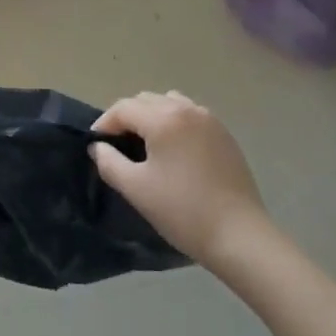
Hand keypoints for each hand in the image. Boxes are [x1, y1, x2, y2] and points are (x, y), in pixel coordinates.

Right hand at [91, 91, 271, 270]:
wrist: (239, 234)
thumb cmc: (182, 210)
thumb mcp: (136, 189)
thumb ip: (110, 163)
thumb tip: (98, 147)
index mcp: (163, 118)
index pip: (124, 108)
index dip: (105, 123)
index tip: (96, 145)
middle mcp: (186, 109)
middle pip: (146, 100)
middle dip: (127, 117)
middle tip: (118, 145)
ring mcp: (209, 119)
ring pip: (170, 103)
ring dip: (152, 116)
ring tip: (147, 145)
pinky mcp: (224, 134)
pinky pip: (190, 115)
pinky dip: (175, 123)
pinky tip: (175, 151)